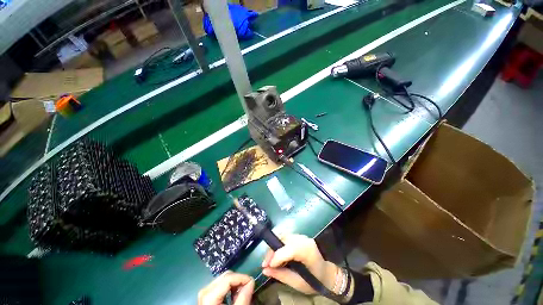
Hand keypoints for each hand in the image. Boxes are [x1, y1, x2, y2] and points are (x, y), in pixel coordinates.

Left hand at [198, 271, 254, 304]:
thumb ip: (243, 298)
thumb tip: (251, 281)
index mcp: (209, 296)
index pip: (228, 278)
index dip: (242, 277)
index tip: (252, 282)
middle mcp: (205, 291)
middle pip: (225, 276)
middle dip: (238, 280)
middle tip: (247, 288)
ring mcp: (204, 293)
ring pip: (223, 279)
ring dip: (234, 284)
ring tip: (241, 293)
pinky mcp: (206, 296)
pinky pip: (219, 285)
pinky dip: (228, 287)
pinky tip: (233, 296)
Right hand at [261, 234, 339, 294]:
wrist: (327, 273)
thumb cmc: (315, 281)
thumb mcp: (298, 283)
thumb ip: (281, 275)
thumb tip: (265, 270)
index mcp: (307, 251)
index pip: (288, 249)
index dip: (276, 256)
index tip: (266, 267)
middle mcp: (304, 239)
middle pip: (283, 239)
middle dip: (272, 251)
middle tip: (266, 264)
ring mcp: (302, 236)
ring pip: (283, 236)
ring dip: (274, 247)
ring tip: (270, 261)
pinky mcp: (299, 236)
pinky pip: (286, 237)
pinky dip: (279, 245)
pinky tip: (277, 256)